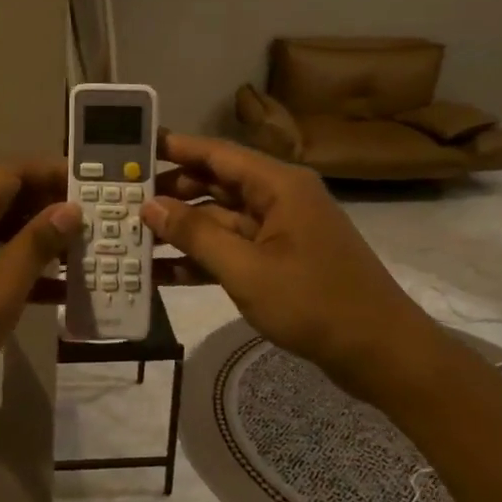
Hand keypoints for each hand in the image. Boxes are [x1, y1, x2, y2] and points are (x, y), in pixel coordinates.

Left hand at [0, 161, 81, 415]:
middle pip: (1, 197)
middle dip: (46, 208)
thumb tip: (69, 210)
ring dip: (31, 238)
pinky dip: (8, 263)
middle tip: (91, 223)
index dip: (51, 174)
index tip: (90, 185)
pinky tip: (48, 290)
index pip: (11, 173)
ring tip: (77, 254)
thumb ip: (34, 248)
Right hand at [143, 133, 423, 390]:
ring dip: (182, 231)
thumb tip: (150, 206)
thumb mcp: (246, 269)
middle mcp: (280, 199)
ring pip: (221, 220)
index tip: (133, 148)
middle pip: (216, 185)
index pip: (217, 153)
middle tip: (122, 201)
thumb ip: (195, 235)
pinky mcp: (281, 261)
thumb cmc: (314, 303)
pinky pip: (234, 250)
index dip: (175, 148)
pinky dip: (203, 259)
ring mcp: (281, 232)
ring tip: (133, 239)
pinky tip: (163, 274)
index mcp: (279, 185)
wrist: (380, 353)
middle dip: (171, 194)